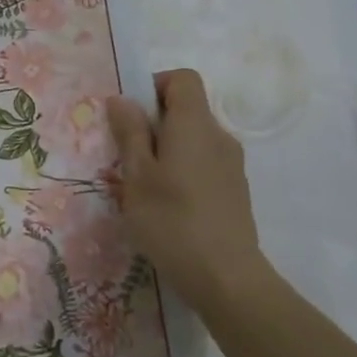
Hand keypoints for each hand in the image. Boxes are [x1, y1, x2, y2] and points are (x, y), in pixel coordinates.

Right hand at [106, 70, 271, 313]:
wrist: (226, 277)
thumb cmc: (172, 221)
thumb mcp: (137, 176)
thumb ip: (130, 133)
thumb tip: (122, 99)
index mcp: (194, 125)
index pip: (183, 79)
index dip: (154, 86)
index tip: (130, 115)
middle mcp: (218, 136)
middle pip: (186, 110)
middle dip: (153, 124)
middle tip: (125, 156)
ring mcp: (231, 165)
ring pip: (193, 140)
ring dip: (165, 150)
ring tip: (141, 186)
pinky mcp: (234, 190)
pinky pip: (203, 164)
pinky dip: (181, 171)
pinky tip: (165, 205)